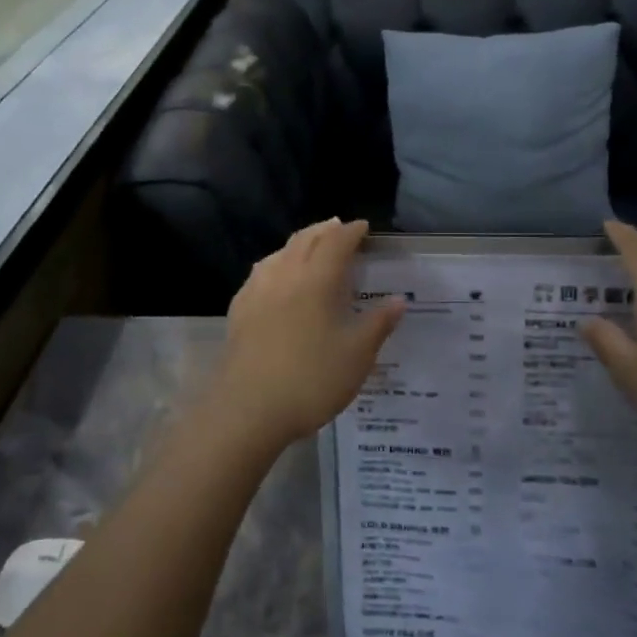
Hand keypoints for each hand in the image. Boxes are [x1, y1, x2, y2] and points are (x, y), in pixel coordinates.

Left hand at [213, 219, 404, 452]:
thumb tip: (398, 300)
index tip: (364, 228)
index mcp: (317, 279)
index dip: (352, 232)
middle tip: (339, 228)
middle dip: (324, 230)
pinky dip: (276, 264)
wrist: (247, 409)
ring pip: (279, 253)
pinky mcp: (238, 310)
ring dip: (298, 243)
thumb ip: (378, 324)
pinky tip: (275, 278)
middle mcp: (285, 275)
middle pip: (305, 239)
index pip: (336, 242)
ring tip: (310, 246)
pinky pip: (261, 273)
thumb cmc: (311, 380)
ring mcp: (257, 291)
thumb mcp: (357, 356)